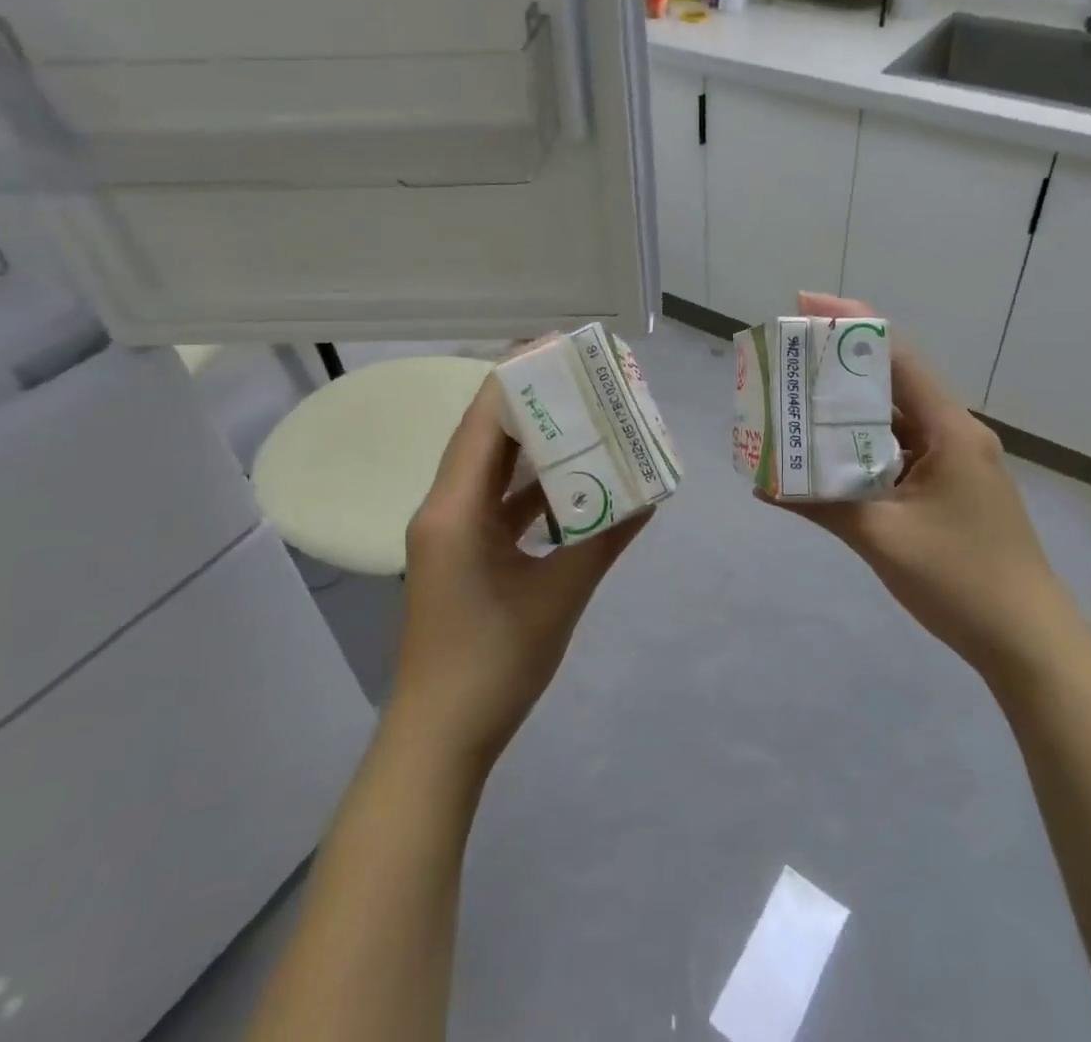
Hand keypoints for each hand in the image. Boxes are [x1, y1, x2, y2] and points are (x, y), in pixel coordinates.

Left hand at [394, 379, 648, 771]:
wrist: (439, 740)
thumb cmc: (493, 666)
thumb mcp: (559, 597)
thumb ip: (604, 539)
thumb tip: (651, 495)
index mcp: (455, 507)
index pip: (486, 417)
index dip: (522, 374)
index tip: (566, 349)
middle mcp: (444, 506)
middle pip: (487, 433)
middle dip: (535, 401)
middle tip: (587, 378)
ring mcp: (449, 530)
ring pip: (492, 466)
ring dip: (535, 443)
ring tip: (587, 418)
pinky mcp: (460, 552)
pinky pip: (495, 501)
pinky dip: (531, 487)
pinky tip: (573, 483)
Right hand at [768, 293, 1068, 677]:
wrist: (1030, 644)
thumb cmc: (961, 581)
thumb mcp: (883, 539)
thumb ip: (821, 505)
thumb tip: (761, 481)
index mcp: (950, 431)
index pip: (897, 356)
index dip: (850, 323)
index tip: (803, 305)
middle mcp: (956, 434)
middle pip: (893, 382)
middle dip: (840, 365)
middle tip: (789, 359)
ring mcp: (956, 462)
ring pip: (895, 420)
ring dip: (850, 411)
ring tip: (798, 403)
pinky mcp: (952, 487)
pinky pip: (901, 452)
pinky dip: (865, 448)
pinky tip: (830, 457)